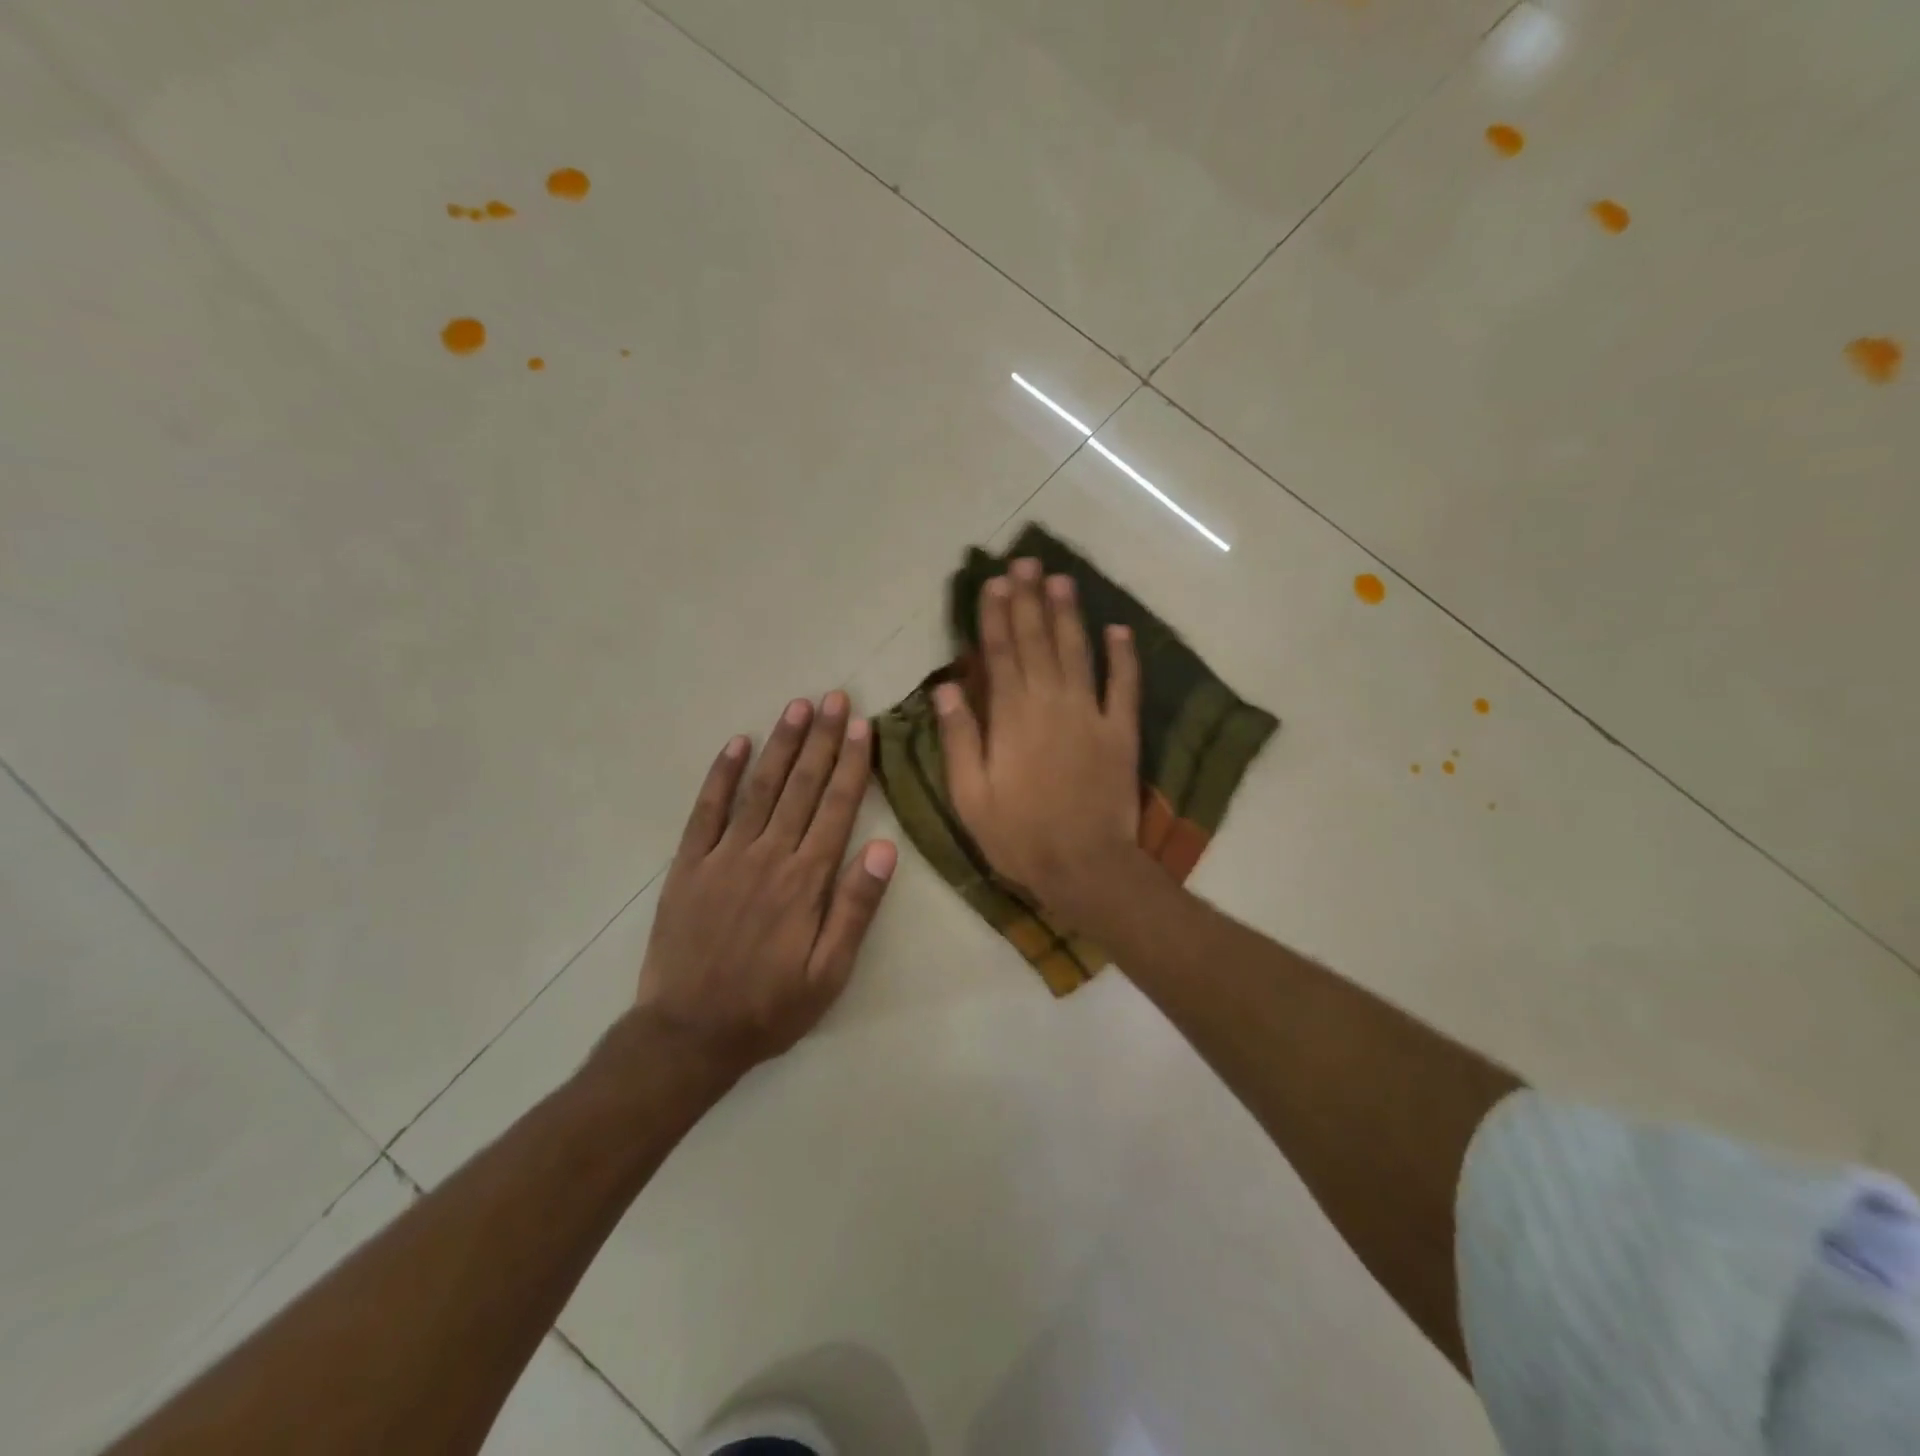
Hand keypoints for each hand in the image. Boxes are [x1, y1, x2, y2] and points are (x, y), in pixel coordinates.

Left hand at [634, 691, 896, 1079]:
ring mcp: (725, 856)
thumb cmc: (770, 1007)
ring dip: (780, 745)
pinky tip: (737, 744)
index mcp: (806, 880)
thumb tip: (884, 848)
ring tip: (796, 707)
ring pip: (760, 788)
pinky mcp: (690, 864)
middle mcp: (768, 855)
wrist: (689, 1034)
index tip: (861, 725)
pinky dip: (722, 775)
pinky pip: (707, 810)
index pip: (836, 807)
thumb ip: (856, 908)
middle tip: (834, 698)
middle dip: (821, 739)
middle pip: (802, 786)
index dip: (851, 763)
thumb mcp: (829, 973)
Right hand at [935, 557, 1142, 927]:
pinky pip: (1125, 686)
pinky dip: (1124, 657)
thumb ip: (960, 738)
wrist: (1085, 867)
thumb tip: (947, 687)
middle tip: (1026, 562)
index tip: (993, 583)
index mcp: (1011, 717)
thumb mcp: (970, 795)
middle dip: (1029, 600)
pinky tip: (1120, 630)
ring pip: (1078, 652)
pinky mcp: (1122, 732)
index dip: (994, 615)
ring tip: (1062, 579)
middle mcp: (1051, 703)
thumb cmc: (1019, 835)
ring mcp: (1091, 714)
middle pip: (1037, 641)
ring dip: (1069, 614)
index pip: (999, 654)